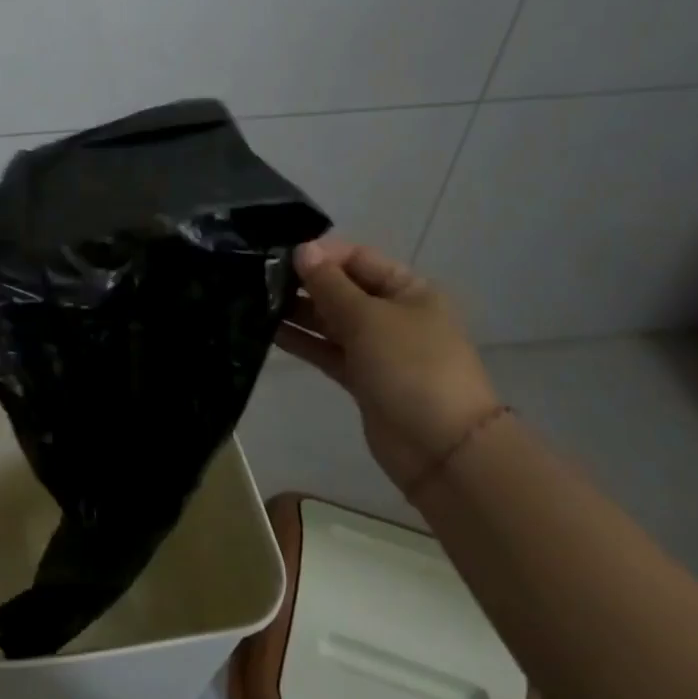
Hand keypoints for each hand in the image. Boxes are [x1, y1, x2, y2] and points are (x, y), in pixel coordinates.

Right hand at [276, 236, 499, 494]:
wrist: (442, 449)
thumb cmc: (411, 367)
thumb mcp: (368, 317)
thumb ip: (330, 284)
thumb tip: (302, 249)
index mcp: (408, 290)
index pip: (358, 258)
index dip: (321, 254)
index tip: (281, 255)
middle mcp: (393, 314)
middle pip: (342, 288)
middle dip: (305, 283)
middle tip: (258, 278)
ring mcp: (377, 348)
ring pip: (331, 321)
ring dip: (297, 312)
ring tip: (255, 302)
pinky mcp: (361, 377)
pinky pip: (327, 350)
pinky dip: (302, 341)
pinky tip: (268, 330)